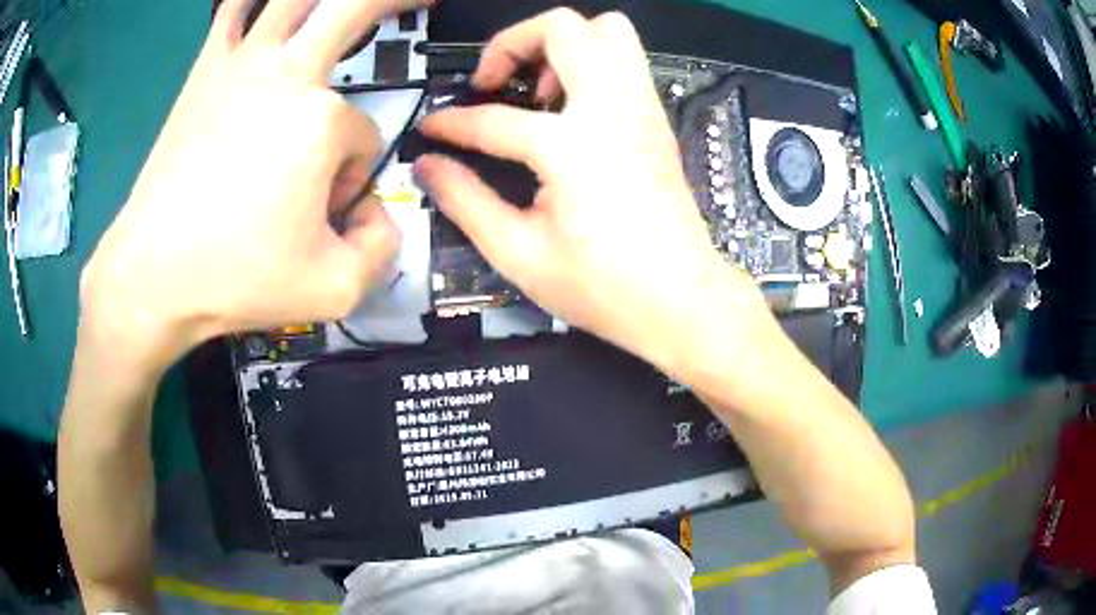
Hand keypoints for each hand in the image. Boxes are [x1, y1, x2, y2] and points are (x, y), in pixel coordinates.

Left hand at [81, 0, 424, 365]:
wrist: (152, 275)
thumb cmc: (236, 280)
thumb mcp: (334, 290)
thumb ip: (383, 249)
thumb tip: (377, 215)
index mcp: (322, 120)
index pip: (365, 139)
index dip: (353, 178)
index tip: (323, 214)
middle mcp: (288, 74)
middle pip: (356, 8)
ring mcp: (241, 65)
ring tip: (351, 3)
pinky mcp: (205, 72)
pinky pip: (231, 12)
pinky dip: (248, 1)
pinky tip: (259, 4)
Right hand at [416, 9, 765, 371]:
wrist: (682, 301)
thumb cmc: (604, 288)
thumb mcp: (520, 253)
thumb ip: (465, 200)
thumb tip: (428, 165)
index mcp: (573, 147)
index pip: (493, 118)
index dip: (450, 123)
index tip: (431, 128)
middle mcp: (612, 109)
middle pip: (563, 27)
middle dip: (514, 42)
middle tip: (495, 84)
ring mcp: (642, 107)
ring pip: (608, 29)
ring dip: (561, 45)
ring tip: (538, 91)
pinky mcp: (657, 117)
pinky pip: (626, 59)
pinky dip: (591, 62)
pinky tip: (570, 107)